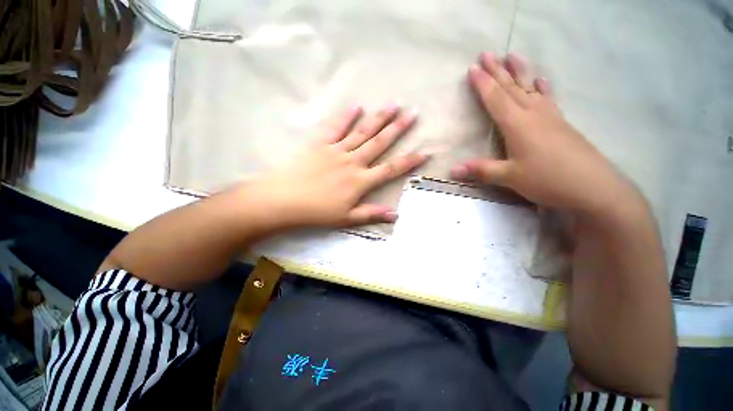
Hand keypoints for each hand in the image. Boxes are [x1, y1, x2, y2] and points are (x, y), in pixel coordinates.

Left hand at [245, 103, 427, 227]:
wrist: (284, 200)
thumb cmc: (317, 212)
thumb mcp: (347, 219)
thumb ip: (371, 214)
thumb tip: (395, 215)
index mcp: (360, 181)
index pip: (390, 169)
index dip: (409, 161)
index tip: (425, 152)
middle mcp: (352, 162)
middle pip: (379, 143)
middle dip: (398, 129)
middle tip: (413, 114)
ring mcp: (336, 150)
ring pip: (362, 132)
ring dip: (379, 118)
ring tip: (393, 105)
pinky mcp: (320, 144)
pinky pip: (336, 128)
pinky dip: (347, 116)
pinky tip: (357, 106)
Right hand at [451, 52, 641, 214]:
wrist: (593, 187)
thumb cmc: (547, 180)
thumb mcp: (509, 177)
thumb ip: (481, 170)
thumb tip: (451, 171)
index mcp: (517, 125)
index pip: (496, 99)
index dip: (483, 84)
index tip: (472, 69)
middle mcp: (533, 114)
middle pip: (511, 88)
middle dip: (497, 71)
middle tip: (486, 54)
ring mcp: (550, 117)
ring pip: (530, 88)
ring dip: (520, 72)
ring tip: (512, 56)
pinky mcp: (561, 123)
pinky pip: (548, 99)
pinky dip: (543, 88)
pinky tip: (542, 80)